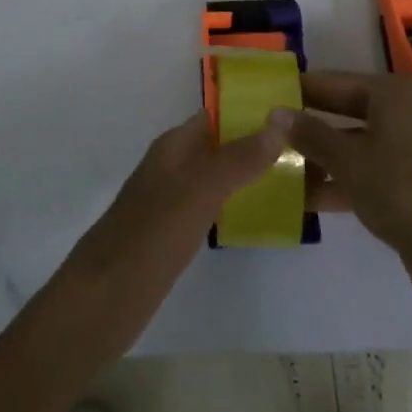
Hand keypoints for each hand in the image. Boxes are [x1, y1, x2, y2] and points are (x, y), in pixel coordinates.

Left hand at [59, 110, 292, 350]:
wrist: (103, 301)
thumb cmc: (150, 237)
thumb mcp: (198, 193)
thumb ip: (237, 159)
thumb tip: (278, 121)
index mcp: (173, 147)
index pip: (217, 115)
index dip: (251, 110)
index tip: (295, 113)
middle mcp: (173, 167)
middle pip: (220, 144)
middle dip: (257, 143)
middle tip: (308, 149)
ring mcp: (172, 202)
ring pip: (218, 176)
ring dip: (250, 173)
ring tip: (298, 179)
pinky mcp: (174, 234)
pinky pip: (213, 207)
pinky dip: (237, 203)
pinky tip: (263, 215)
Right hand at [276, 72, 411, 303]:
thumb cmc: (403, 192)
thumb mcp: (348, 162)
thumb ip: (310, 134)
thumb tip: (275, 112)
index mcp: (394, 93)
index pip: (334, 81)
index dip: (300, 90)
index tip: (268, 96)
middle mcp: (410, 112)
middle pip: (348, 112)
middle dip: (311, 128)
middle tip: (272, 134)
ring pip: (361, 145)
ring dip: (324, 159)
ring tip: (284, 172)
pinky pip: (376, 170)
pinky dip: (347, 180)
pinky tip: (312, 199)